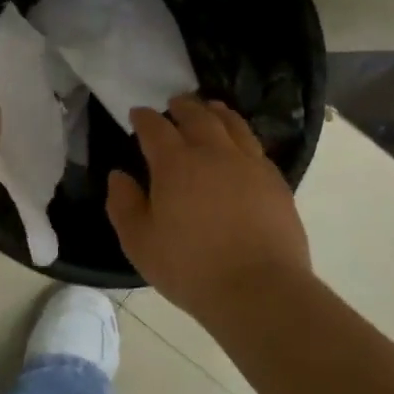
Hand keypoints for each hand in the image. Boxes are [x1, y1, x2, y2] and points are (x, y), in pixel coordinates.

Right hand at [107, 96, 309, 318]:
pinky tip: (240, 145)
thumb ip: (124, 204)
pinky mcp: (275, 181)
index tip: (137, 114)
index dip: (144, 118)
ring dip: (216, 112)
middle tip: (174, 104)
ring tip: (210, 109)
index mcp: (175, 164)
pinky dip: (241, 136)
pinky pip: (255, 146)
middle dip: (182, 106)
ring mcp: (249, 164)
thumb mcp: (140, 242)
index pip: (155, 128)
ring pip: (232, 124)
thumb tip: (119, 176)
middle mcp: (213, 153)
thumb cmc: (190, 268)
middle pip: (197, 116)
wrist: (259, 290)